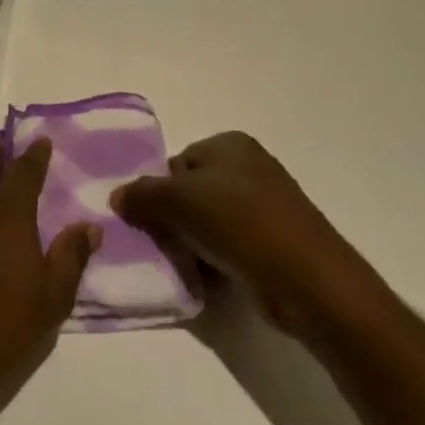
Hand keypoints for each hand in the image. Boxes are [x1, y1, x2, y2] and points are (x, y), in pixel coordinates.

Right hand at [112, 132, 369, 333]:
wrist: (307, 279)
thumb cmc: (240, 222)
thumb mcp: (179, 200)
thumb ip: (142, 194)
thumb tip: (117, 196)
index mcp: (230, 144)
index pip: (177, 162)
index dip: (159, 191)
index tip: (150, 221)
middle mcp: (249, 167)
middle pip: (192, 192)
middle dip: (175, 220)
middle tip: (163, 246)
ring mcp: (266, 206)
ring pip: (209, 222)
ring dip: (193, 244)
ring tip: (186, 266)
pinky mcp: (275, 243)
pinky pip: (230, 247)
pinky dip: (216, 261)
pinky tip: (208, 280)